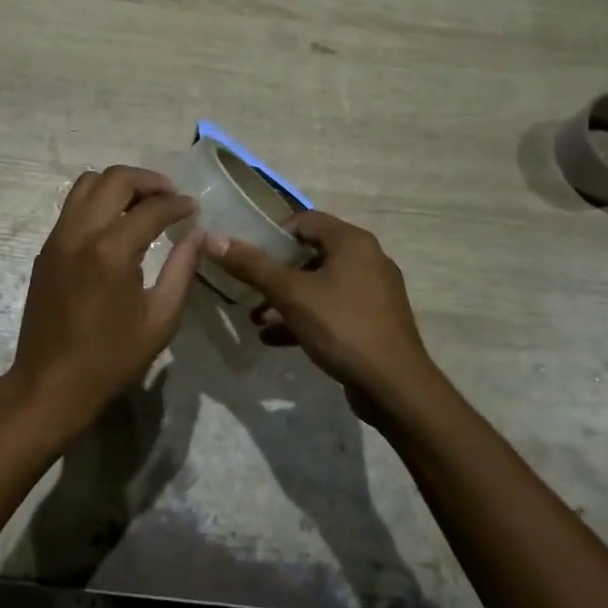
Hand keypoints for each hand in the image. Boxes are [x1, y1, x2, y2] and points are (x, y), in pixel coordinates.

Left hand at [7, 166, 206, 446]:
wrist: (50, 385)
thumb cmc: (111, 359)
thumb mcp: (160, 319)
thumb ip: (182, 270)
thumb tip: (198, 235)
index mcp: (111, 251)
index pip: (151, 208)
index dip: (177, 204)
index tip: (194, 209)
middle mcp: (80, 233)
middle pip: (114, 179)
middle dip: (148, 180)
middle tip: (170, 196)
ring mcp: (57, 238)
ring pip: (86, 183)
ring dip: (118, 184)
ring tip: (142, 203)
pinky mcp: (46, 249)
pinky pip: (72, 206)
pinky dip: (97, 201)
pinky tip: (116, 223)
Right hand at [208, 211, 446, 419]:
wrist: (394, 387)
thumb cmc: (342, 326)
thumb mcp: (290, 294)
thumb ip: (251, 265)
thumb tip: (213, 238)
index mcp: (352, 241)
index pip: (304, 221)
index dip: (272, 235)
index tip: (247, 256)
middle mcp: (367, 259)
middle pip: (310, 253)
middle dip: (275, 273)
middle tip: (247, 289)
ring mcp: (373, 292)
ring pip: (319, 285)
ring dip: (285, 299)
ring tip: (255, 319)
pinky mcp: (373, 321)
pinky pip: (332, 309)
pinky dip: (304, 317)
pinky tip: (273, 339)